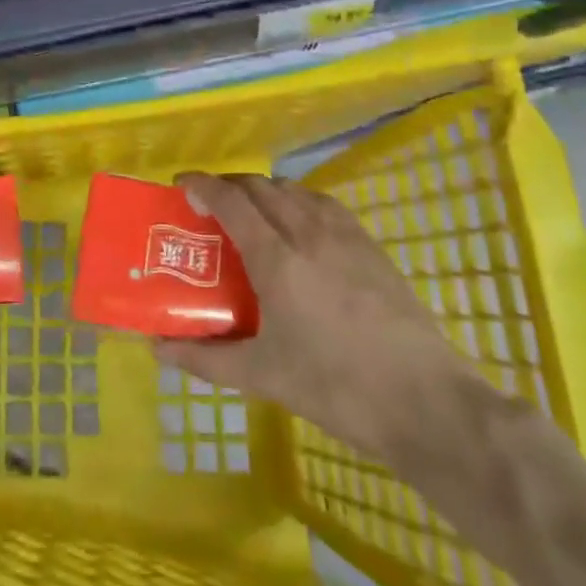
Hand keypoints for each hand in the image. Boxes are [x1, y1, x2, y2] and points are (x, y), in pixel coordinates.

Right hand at [159, 173, 474, 465]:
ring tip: (253, 213)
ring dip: (265, 190)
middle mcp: (307, 232)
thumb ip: (206, 359)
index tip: (181, 183)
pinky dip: (299, 200)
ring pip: (295, 189)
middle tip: (211, 205)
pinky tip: (301, 227)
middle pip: (261, 186)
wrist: (426, 402)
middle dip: (230, 186)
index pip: (230, 201)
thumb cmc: (337, 387)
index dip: (202, 185)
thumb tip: (158, 349)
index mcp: (276, 258)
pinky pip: (324, 204)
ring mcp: (345, 235)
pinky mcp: (371, 246)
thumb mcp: (263, 376)